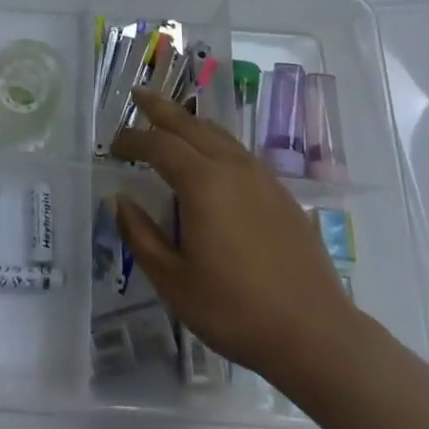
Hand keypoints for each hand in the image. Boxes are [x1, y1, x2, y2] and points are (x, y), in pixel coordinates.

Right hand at [109, 90, 356, 380]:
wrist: (315, 334)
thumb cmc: (235, 310)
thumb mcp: (174, 281)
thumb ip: (142, 235)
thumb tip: (120, 200)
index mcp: (202, 182)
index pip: (158, 144)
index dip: (132, 139)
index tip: (113, 145)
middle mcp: (232, 167)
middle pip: (190, 124)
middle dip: (160, 108)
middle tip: (138, 95)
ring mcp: (262, 177)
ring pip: (218, 134)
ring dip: (190, 122)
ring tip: (172, 121)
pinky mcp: (281, 194)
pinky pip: (239, 152)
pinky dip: (215, 142)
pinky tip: (213, 160)